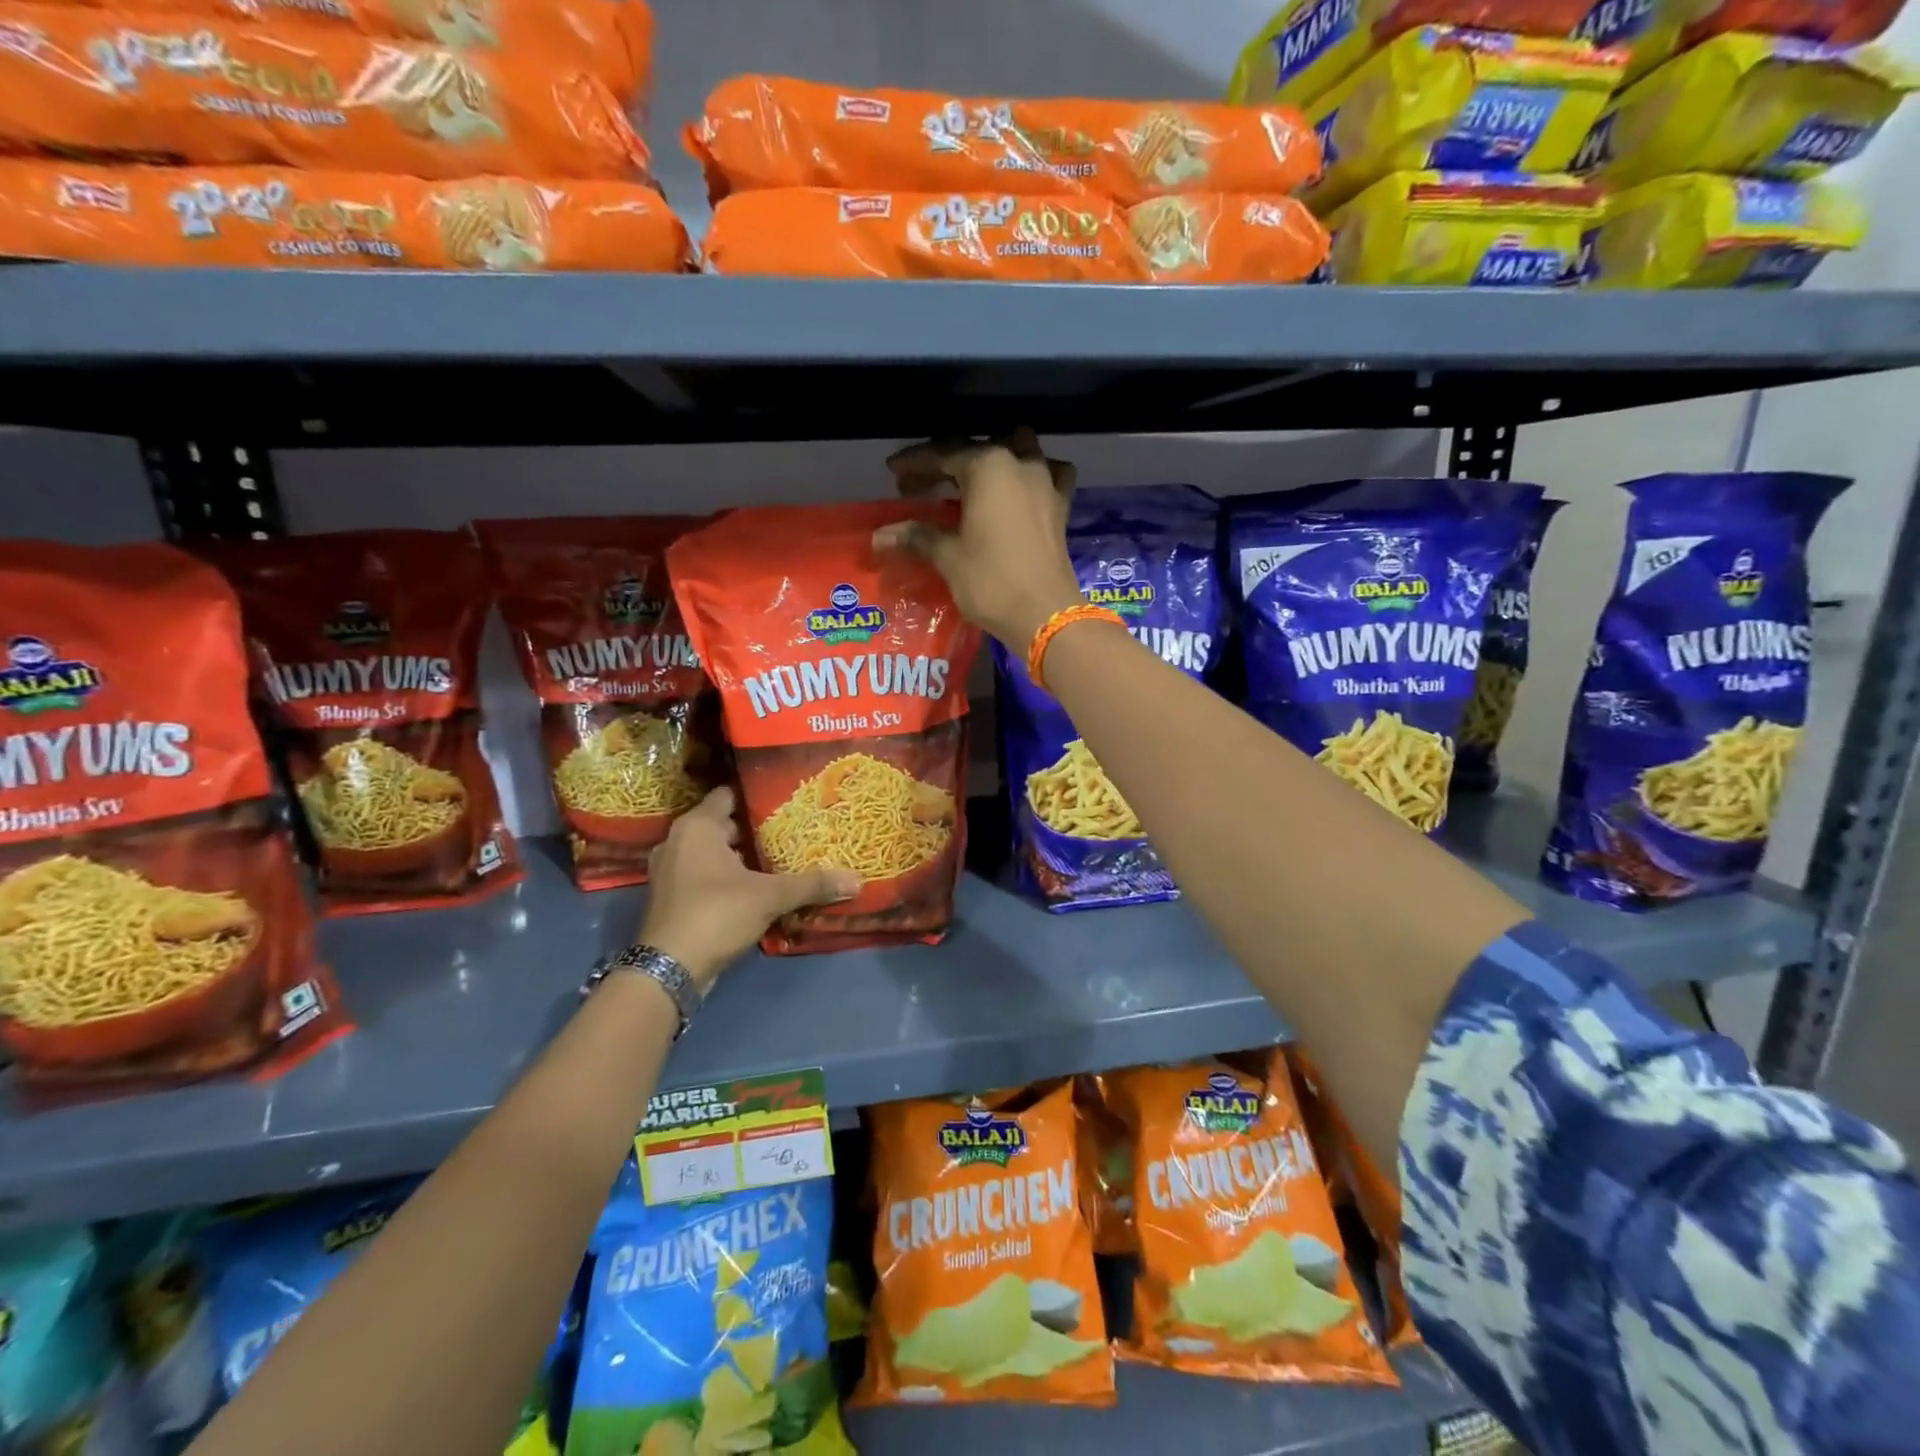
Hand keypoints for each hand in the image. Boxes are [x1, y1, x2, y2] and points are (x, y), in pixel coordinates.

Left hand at [638, 788, 857, 989]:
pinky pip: (703, 874)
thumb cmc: (716, 913)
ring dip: (740, 856)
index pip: (729, 794)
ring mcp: (670, 870)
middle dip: (754, 828)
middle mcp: (678, 840)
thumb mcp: (770, 896)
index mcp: (697, 826)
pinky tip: (754, 887)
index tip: (786, 800)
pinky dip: (725, 877)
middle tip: (790, 830)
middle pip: (723, 824)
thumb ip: (812, 884)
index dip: (757, 795)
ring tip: (778, 858)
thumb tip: (856, 880)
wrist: (668, 969)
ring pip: (712, 852)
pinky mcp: (670, 896)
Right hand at [875, 429, 1084, 646]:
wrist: (1045, 614)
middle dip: (944, 464)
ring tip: (967, 481)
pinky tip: (1021, 486)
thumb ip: (917, 536)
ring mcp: (1046, 482)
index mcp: (988, 466)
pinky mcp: (1061, 506)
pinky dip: (1031, 474)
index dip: (915, 462)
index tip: (893, 472)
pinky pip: (1047, 474)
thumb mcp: (948, 557)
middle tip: (918, 486)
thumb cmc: (991, 581)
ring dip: (990, 461)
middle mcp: (1019, 463)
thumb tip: (879, 535)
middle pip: (976, 451)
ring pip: (1015, 452)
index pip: (943, 454)